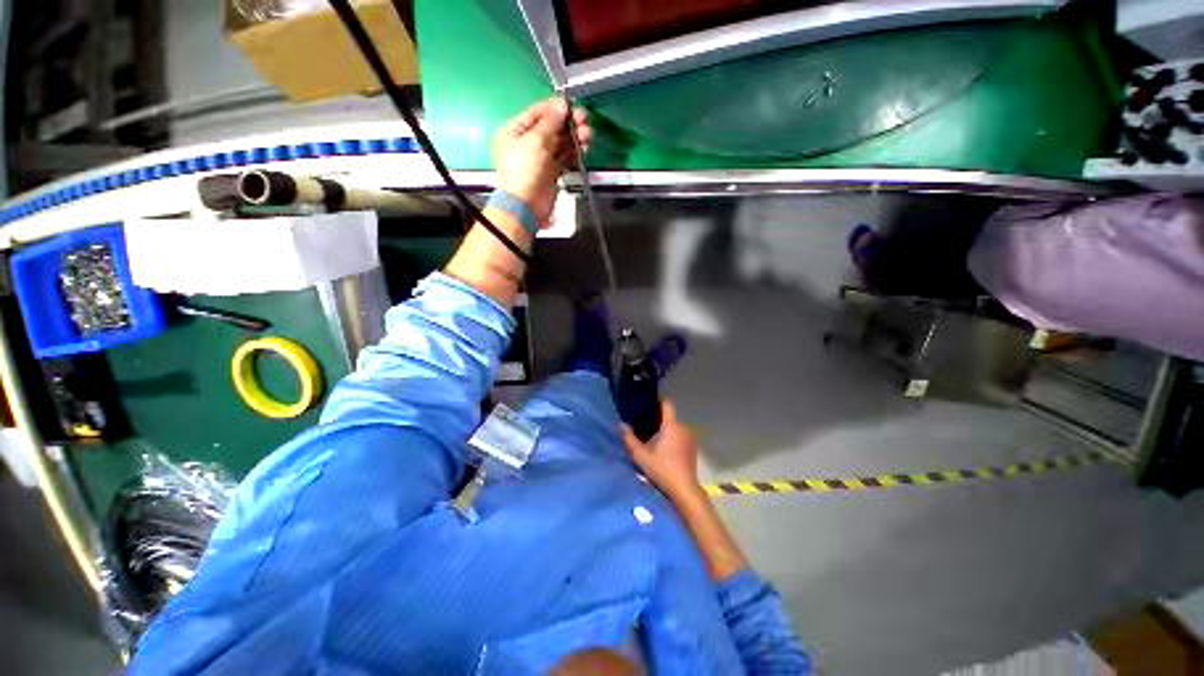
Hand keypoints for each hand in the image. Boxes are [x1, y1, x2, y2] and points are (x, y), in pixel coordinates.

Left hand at [494, 98, 591, 223]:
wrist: (526, 205)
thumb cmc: (524, 171)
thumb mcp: (535, 140)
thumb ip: (550, 122)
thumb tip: (562, 105)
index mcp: (516, 130)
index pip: (538, 113)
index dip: (556, 108)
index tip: (572, 106)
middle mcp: (528, 142)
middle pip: (552, 127)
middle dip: (569, 123)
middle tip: (584, 120)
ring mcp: (541, 158)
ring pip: (561, 142)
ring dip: (575, 137)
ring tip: (587, 135)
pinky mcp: (551, 172)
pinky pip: (565, 157)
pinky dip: (575, 152)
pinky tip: (584, 147)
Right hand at [621, 400, 701, 501]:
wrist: (684, 490)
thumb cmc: (662, 470)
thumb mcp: (640, 455)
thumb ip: (629, 438)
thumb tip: (620, 424)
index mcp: (671, 425)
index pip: (667, 404)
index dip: (657, 401)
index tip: (646, 404)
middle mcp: (683, 427)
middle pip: (668, 417)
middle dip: (657, 420)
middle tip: (643, 427)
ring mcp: (690, 438)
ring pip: (674, 428)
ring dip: (665, 431)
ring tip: (652, 440)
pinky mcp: (692, 448)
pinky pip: (680, 436)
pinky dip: (672, 439)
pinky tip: (664, 451)